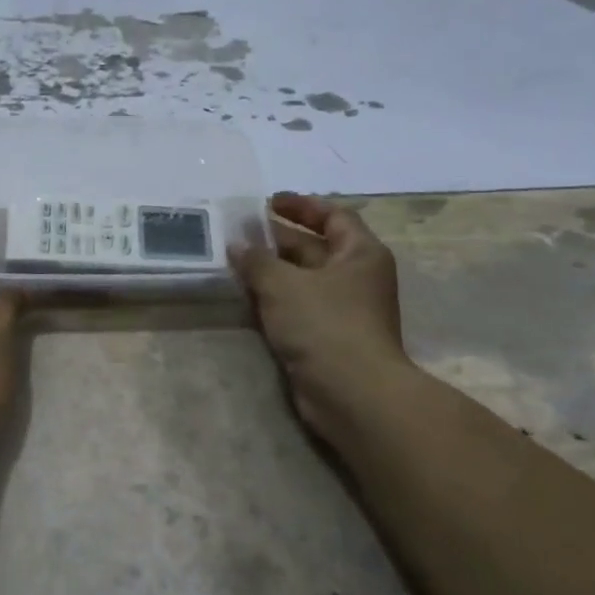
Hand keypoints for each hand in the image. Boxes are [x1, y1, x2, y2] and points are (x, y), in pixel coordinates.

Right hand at [230, 193, 409, 440]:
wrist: (351, 393)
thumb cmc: (325, 325)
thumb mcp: (283, 284)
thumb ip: (256, 260)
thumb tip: (237, 245)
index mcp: (360, 254)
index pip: (333, 216)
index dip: (301, 205)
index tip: (267, 202)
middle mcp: (356, 277)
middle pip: (315, 247)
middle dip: (278, 239)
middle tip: (239, 232)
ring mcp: (343, 309)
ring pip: (302, 280)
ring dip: (271, 271)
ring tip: (234, 261)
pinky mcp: (327, 337)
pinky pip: (297, 307)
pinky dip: (274, 299)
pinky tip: (245, 296)